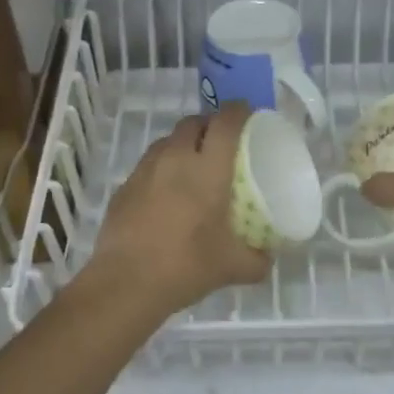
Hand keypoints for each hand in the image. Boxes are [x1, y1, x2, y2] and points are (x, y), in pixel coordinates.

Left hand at [84, 102, 270, 317]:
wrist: (126, 282)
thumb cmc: (186, 265)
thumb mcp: (234, 267)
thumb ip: (258, 259)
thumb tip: (268, 257)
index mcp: (208, 168)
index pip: (226, 122)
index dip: (239, 111)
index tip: (249, 115)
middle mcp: (176, 158)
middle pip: (194, 122)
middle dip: (210, 124)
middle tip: (223, 144)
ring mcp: (146, 169)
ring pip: (168, 140)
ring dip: (184, 144)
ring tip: (194, 166)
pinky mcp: (125, 186)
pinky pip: (149, 163)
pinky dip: (162, 167)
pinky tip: (167, 193)